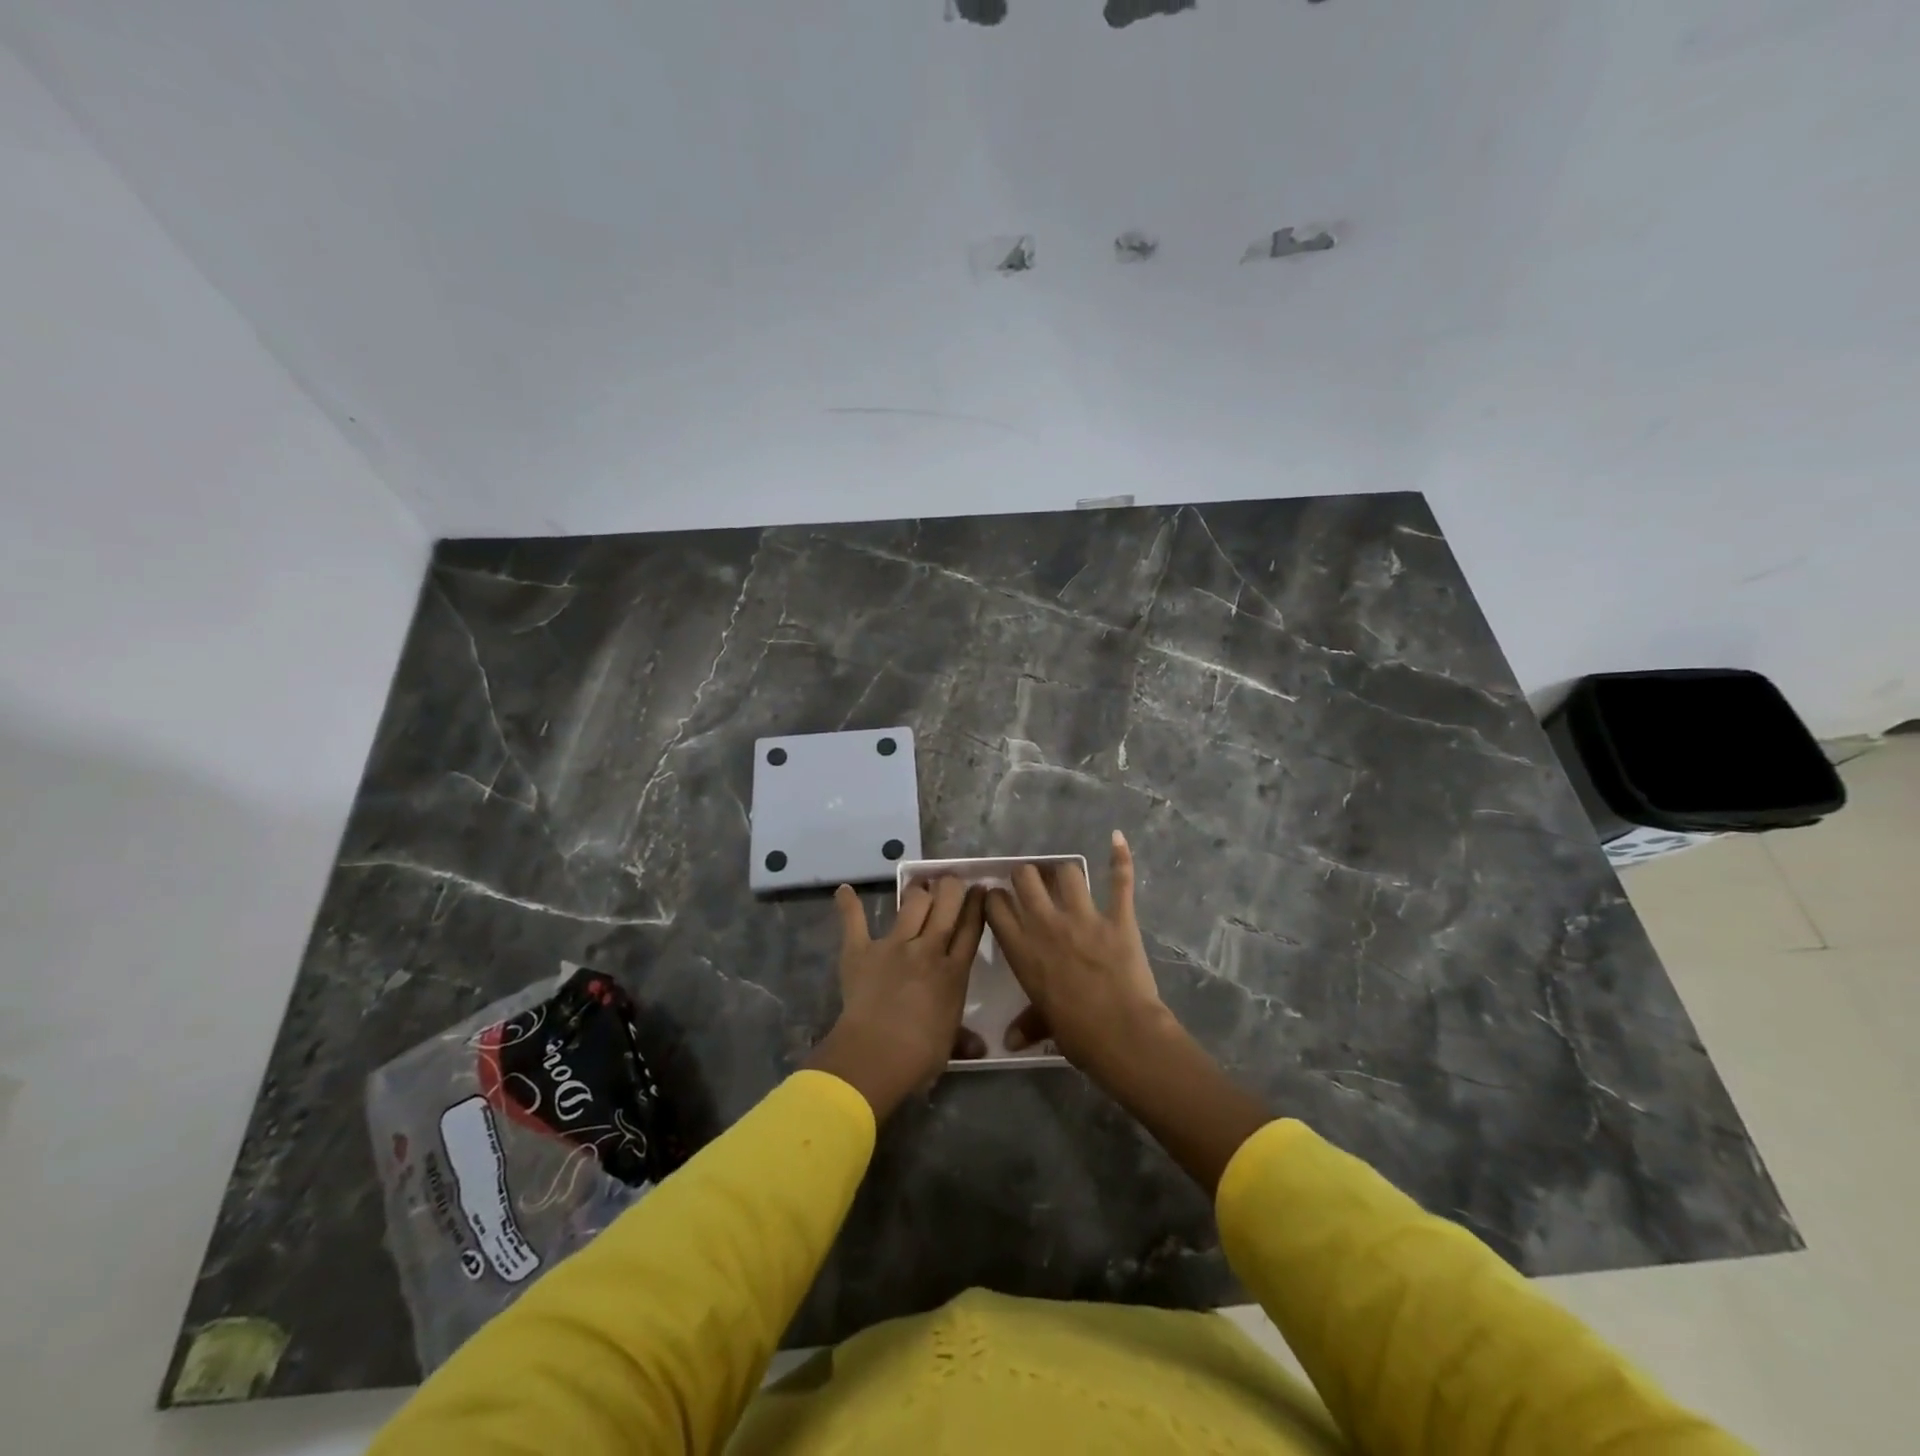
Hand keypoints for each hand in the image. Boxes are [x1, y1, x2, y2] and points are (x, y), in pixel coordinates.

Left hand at [805, 877, 986, 1118]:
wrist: (876, 1055)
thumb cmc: (919, 1056)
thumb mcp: (950, 1045)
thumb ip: (964, 1038)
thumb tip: (980, 1047)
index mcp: (953, 972)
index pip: (970, 928)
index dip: (976, 905)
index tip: (980, 888)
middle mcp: (928, 950)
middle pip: (946, 905)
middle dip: (950, 887)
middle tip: (950, 881)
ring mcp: (894, 946)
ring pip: (912, 904)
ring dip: (917, 892)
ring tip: (919, 887)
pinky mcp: (861, 950)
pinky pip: (854, 922)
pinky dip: (849, 905)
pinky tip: (845, 890)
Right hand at [984, 831, 1171, 1072]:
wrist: (1122, 1034)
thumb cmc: (1076, 1034)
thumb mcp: (1045, 1025)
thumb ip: (1026, 1025)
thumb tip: (1008, 1042)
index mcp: (1022, 949)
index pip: (996, 906)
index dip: (995, 897)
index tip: (997, 897)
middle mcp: (1046, 924)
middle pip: (1026, 877)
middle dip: (1026, 877)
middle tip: (1032, 886)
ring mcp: (1083, 917)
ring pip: (1066, 872)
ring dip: (1064, 873)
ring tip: (1065, 878)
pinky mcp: (1117, 917)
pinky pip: (1119, 880)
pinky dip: (1120, 857)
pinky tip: (1118, 838)